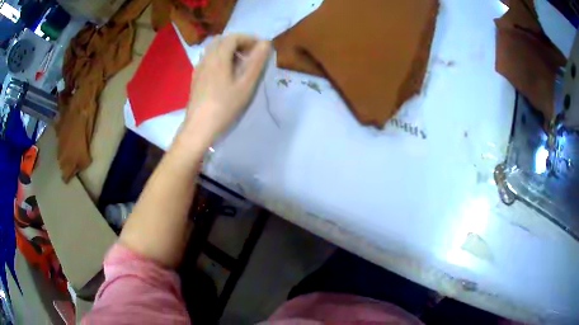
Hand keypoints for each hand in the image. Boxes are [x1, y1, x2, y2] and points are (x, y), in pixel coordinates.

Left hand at [181, 34, 270, 145]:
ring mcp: (198, 68)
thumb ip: (256, 62)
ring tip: (239, 65)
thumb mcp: (245, 85)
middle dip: (238, 43)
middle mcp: (206, 58)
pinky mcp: (195, 78)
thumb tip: (265, 43)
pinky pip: (208, 60)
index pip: (234, 37)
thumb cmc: (225, 106)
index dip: (249, 38)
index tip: (260, 48)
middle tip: (250, 56)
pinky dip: (219, 59)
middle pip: (222, 40)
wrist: (199, 128)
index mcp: (218, 57)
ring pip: (213, 50)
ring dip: (227, 51)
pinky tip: (225, 75)